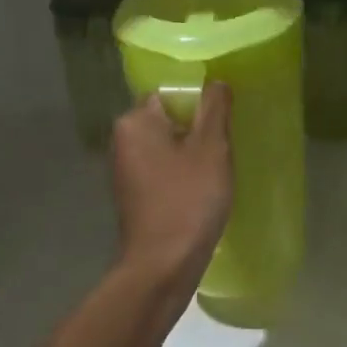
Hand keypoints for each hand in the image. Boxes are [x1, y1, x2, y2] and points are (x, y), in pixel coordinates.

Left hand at [111, 82, 232, 290]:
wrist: (162, 265)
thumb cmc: (188, 200)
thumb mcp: (211, 148)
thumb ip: (215, 108)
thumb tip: (215, 81)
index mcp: (134, 121)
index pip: (170, 93)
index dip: (200, 104)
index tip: (222, 124)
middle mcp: (122, 140)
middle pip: (168, 119)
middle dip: (197, 131)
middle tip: (223, 149)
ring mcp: (124, 170)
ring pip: (166, 146)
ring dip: (191, 154)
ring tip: (215, 172)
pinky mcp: (132, 195)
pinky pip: (161, 170)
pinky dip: (180, 175)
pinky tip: (200, 191)